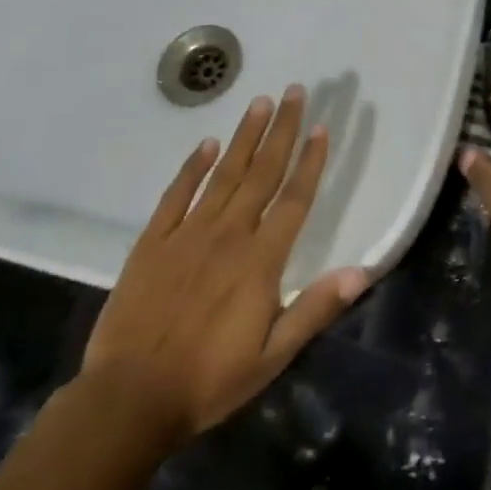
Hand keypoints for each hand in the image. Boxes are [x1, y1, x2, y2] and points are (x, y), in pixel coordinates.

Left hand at [78, 86, 368, 447]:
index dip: (310, 162)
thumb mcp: (272, 356)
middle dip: (282, 130)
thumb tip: (361, 272)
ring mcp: (188, 234)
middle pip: (262, 172)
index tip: (321, 127)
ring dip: (244, 137)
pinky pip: (177, 195)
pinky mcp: (153, 242)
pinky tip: (206, 145)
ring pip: (223, 174)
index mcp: (260, 261)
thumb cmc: (209, 380)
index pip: (294, 199)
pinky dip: (192, 167)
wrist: (129, 398)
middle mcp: (228, 235)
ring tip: (260, 102)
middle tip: (295, 91)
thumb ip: (314, 309)